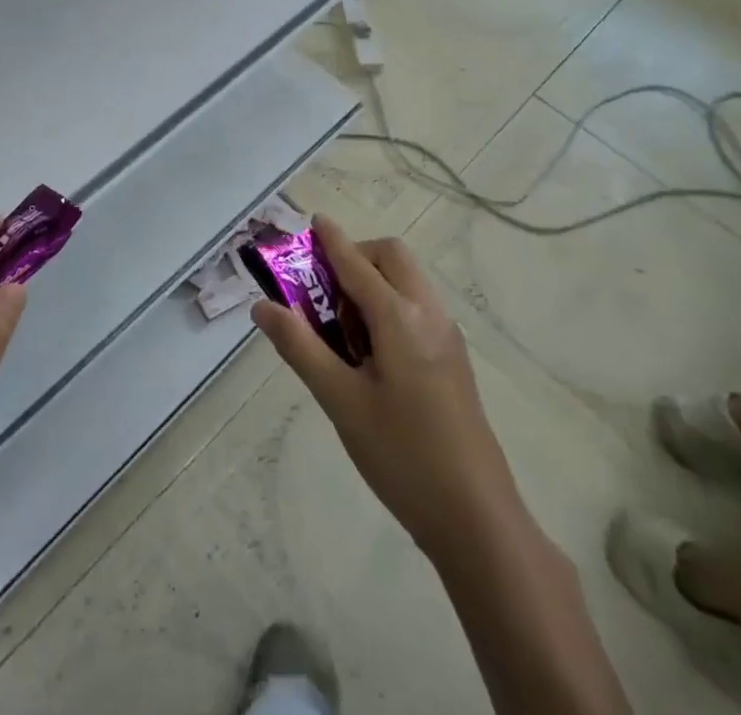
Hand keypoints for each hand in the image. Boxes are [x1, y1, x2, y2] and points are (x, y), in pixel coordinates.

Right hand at [251, 217, 509, 551]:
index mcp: (400, 318)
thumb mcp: (339, 400)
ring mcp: (447, 336)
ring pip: (407, 282)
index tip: (312, 220)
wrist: (478, 520)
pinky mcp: (453, 359)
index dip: (332, 240)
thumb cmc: (402, 456)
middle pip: (391, 258)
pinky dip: (389, 304)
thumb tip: (262, 306)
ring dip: (372, 282)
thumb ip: (299, 347)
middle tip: (321, 292)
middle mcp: (429, 314)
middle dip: (355, 258)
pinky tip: (369, 352)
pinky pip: (417, 307)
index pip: (357, 263)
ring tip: (341, 329)